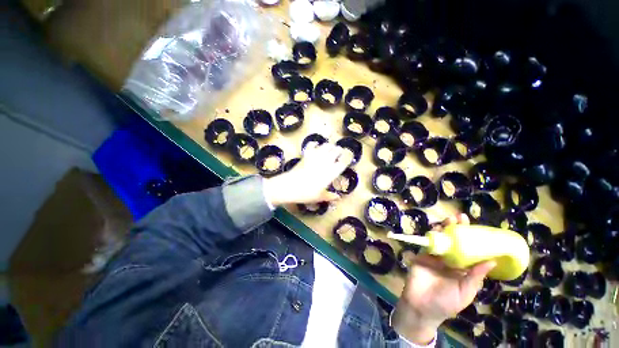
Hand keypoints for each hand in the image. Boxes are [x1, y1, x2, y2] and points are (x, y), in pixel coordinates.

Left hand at [263, 143, 352, 205]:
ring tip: (331, 148)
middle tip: (340, 151)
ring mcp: (315, 156)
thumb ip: (330, 196)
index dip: (348, 157)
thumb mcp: (320, 197)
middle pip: (336, 150)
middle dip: (339, 150)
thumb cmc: (306, 193)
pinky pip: (312, 145)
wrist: (290, 186)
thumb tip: (338, 198)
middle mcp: (325, 162)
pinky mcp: (306, 155)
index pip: (343, 162)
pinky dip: (315, 144)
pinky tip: (316, 145)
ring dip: (330, 146)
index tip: (349, 156)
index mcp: (331, 172)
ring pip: (326, 146)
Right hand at [392, 214, 495, 344]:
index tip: (477, 228)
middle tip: (460, 218)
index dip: (472, 239)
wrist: (421, 307)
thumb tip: (491, 262)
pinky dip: (430, 236)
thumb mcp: (464, 292)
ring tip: (449, 220)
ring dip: (443, 229)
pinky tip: (435, 229)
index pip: (468, 251)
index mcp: (462, 269)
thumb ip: (475, 277)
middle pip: (453, 242)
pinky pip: (426, 244)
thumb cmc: (445, 303)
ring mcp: (434, 257)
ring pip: (440, 240)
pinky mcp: (421, 255)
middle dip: (457, 229)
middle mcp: (449, 260)